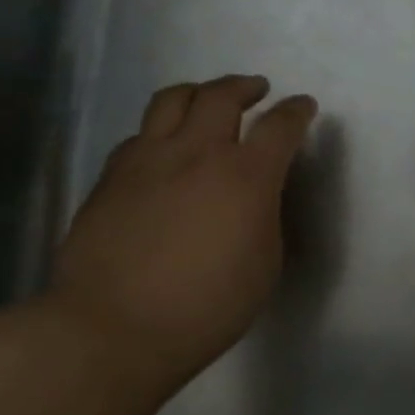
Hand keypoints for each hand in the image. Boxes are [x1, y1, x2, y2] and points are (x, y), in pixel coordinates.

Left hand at [48, 75, 316, 380]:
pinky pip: (140, 134)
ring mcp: (147, 159)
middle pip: (221, 96)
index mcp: (245, 176)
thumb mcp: (265, 262)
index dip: (296, 112)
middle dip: (245, 87)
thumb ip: (266, 215)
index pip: (279, 126)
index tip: (304, 106)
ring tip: (207, 100)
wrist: (116, 327)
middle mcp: (196, 153)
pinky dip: (161, 130)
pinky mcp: (110, 176)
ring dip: (199, 93)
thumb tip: (257, 194)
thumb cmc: (208, 305)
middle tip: (258, 90)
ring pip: (172, 100)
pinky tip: (164, 149)